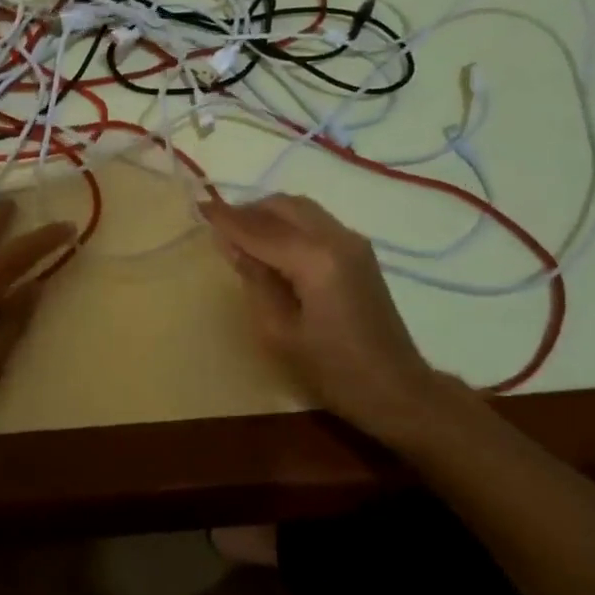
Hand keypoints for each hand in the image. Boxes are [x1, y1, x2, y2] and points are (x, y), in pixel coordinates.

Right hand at [201, 194, 454, 444]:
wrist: (397, 389)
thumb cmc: (333, 370)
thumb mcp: (280, 332)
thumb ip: (255, 280)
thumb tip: (231, 244)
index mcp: (315, 260)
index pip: (260, 229)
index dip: (226, 219)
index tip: (197, 206)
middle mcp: (336, 238)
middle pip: (283, 206)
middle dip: (247, 211)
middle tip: (218, 226)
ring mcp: (352, 242)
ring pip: (300, 209)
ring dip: (268, 215)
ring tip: (240, 235)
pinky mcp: (358, 252)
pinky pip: (314, 221)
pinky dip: (287, 223)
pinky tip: (271, 245)